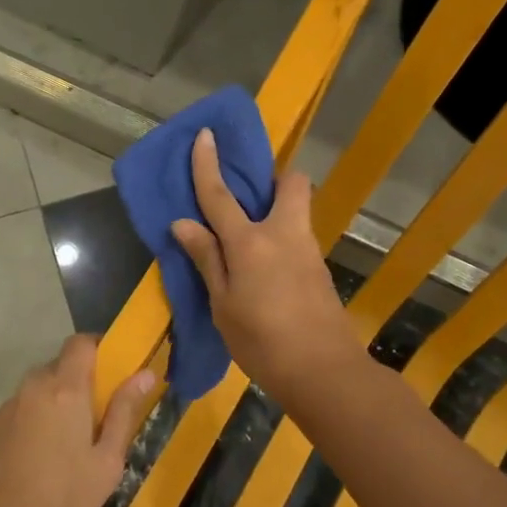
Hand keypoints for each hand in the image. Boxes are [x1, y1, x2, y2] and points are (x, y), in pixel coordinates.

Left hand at [0, 335, 154, 506]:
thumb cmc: (63, 502)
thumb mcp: (106, 462)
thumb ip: (123, 412)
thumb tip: (145, 373)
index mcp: (64, 390)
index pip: (80, 343)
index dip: (98, 348)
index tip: (114, 370)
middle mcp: (32, 389)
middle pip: (58, 367)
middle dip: (79, 382)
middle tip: (96, 417)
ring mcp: (6, 409)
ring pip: (37, 391)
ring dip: (54, 403)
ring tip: (67, 445)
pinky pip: (19, 412)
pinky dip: (33, 422)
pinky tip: (38, 461)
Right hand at [171, 128, 359, 402]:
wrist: (323, 372)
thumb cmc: (262, 341)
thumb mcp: (222, 304)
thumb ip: (207, 259)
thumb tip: (183, 222)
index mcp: (250, 242)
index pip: (221, 194)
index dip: (208, 164)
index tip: (206, 134)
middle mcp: (284, 234)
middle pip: (290, 184)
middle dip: (274, 179)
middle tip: (249, 198)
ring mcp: (308, 250)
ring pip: (297, 211)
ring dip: (276, 210)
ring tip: (248, 239)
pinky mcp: (320, 269)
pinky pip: (297, 237)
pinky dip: (281, 238)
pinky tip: (266, 268)